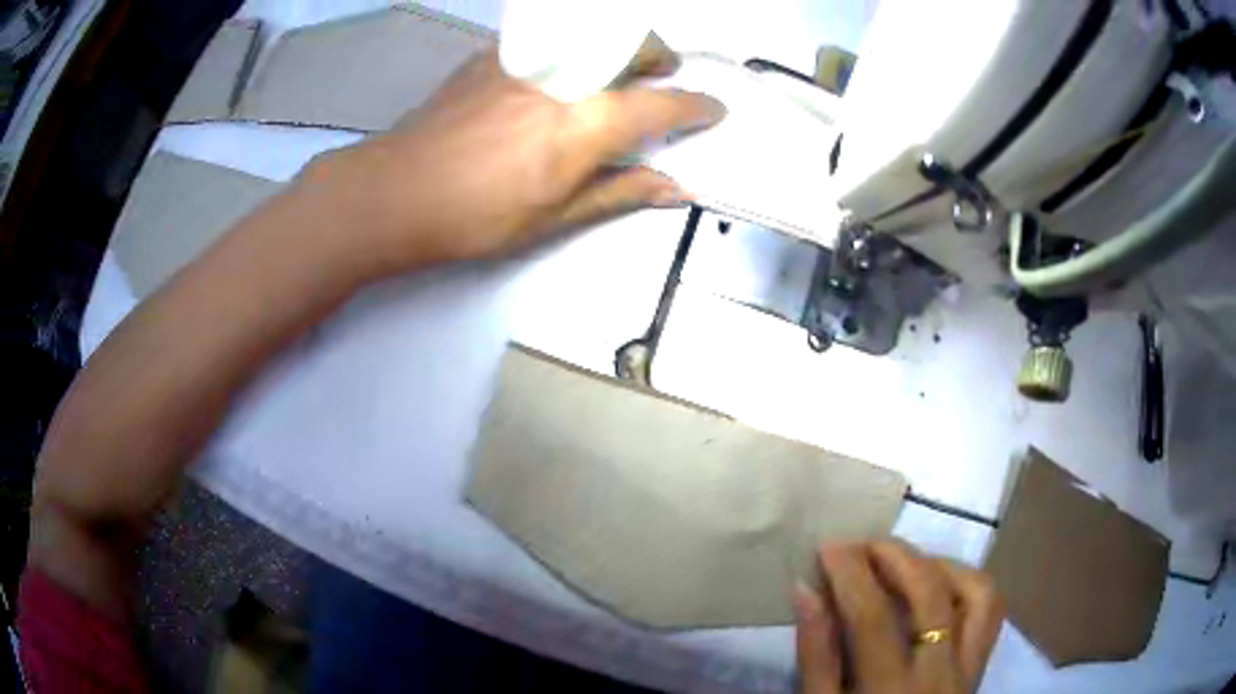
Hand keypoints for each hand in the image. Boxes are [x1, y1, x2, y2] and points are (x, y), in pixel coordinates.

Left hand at [300, 46, 725, 277]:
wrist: (396, 191)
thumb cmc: (476, 216)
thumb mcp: (555, 216)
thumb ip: (620, 192)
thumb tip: (676, 189)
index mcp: (586, 123)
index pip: (663, 105)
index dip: (697, 107)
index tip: (713, 110)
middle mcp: (565, 77)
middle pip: (634, 44)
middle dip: (661, 57)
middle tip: (663, 79)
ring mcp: (527, 60)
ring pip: (595, 32)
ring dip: (621, 46)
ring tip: (618, 71)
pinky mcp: (495, 56)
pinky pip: (551, 38)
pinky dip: (574, 48)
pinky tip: (560, 74)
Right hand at [794, 540, 1004, 693]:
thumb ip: (816, 656)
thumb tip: (807, 592)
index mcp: (890, 691)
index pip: (873, 618)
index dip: (851, 575)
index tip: (829, 547)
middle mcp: (940, 673)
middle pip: (930, 596)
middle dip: (896, 557)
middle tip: (864, 544)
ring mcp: (969, 667)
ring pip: (977, 594)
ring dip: (942, 565)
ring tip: (907, 561)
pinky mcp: (981, 665)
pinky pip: (990, 611)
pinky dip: (967, 584)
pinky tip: (940, 583)